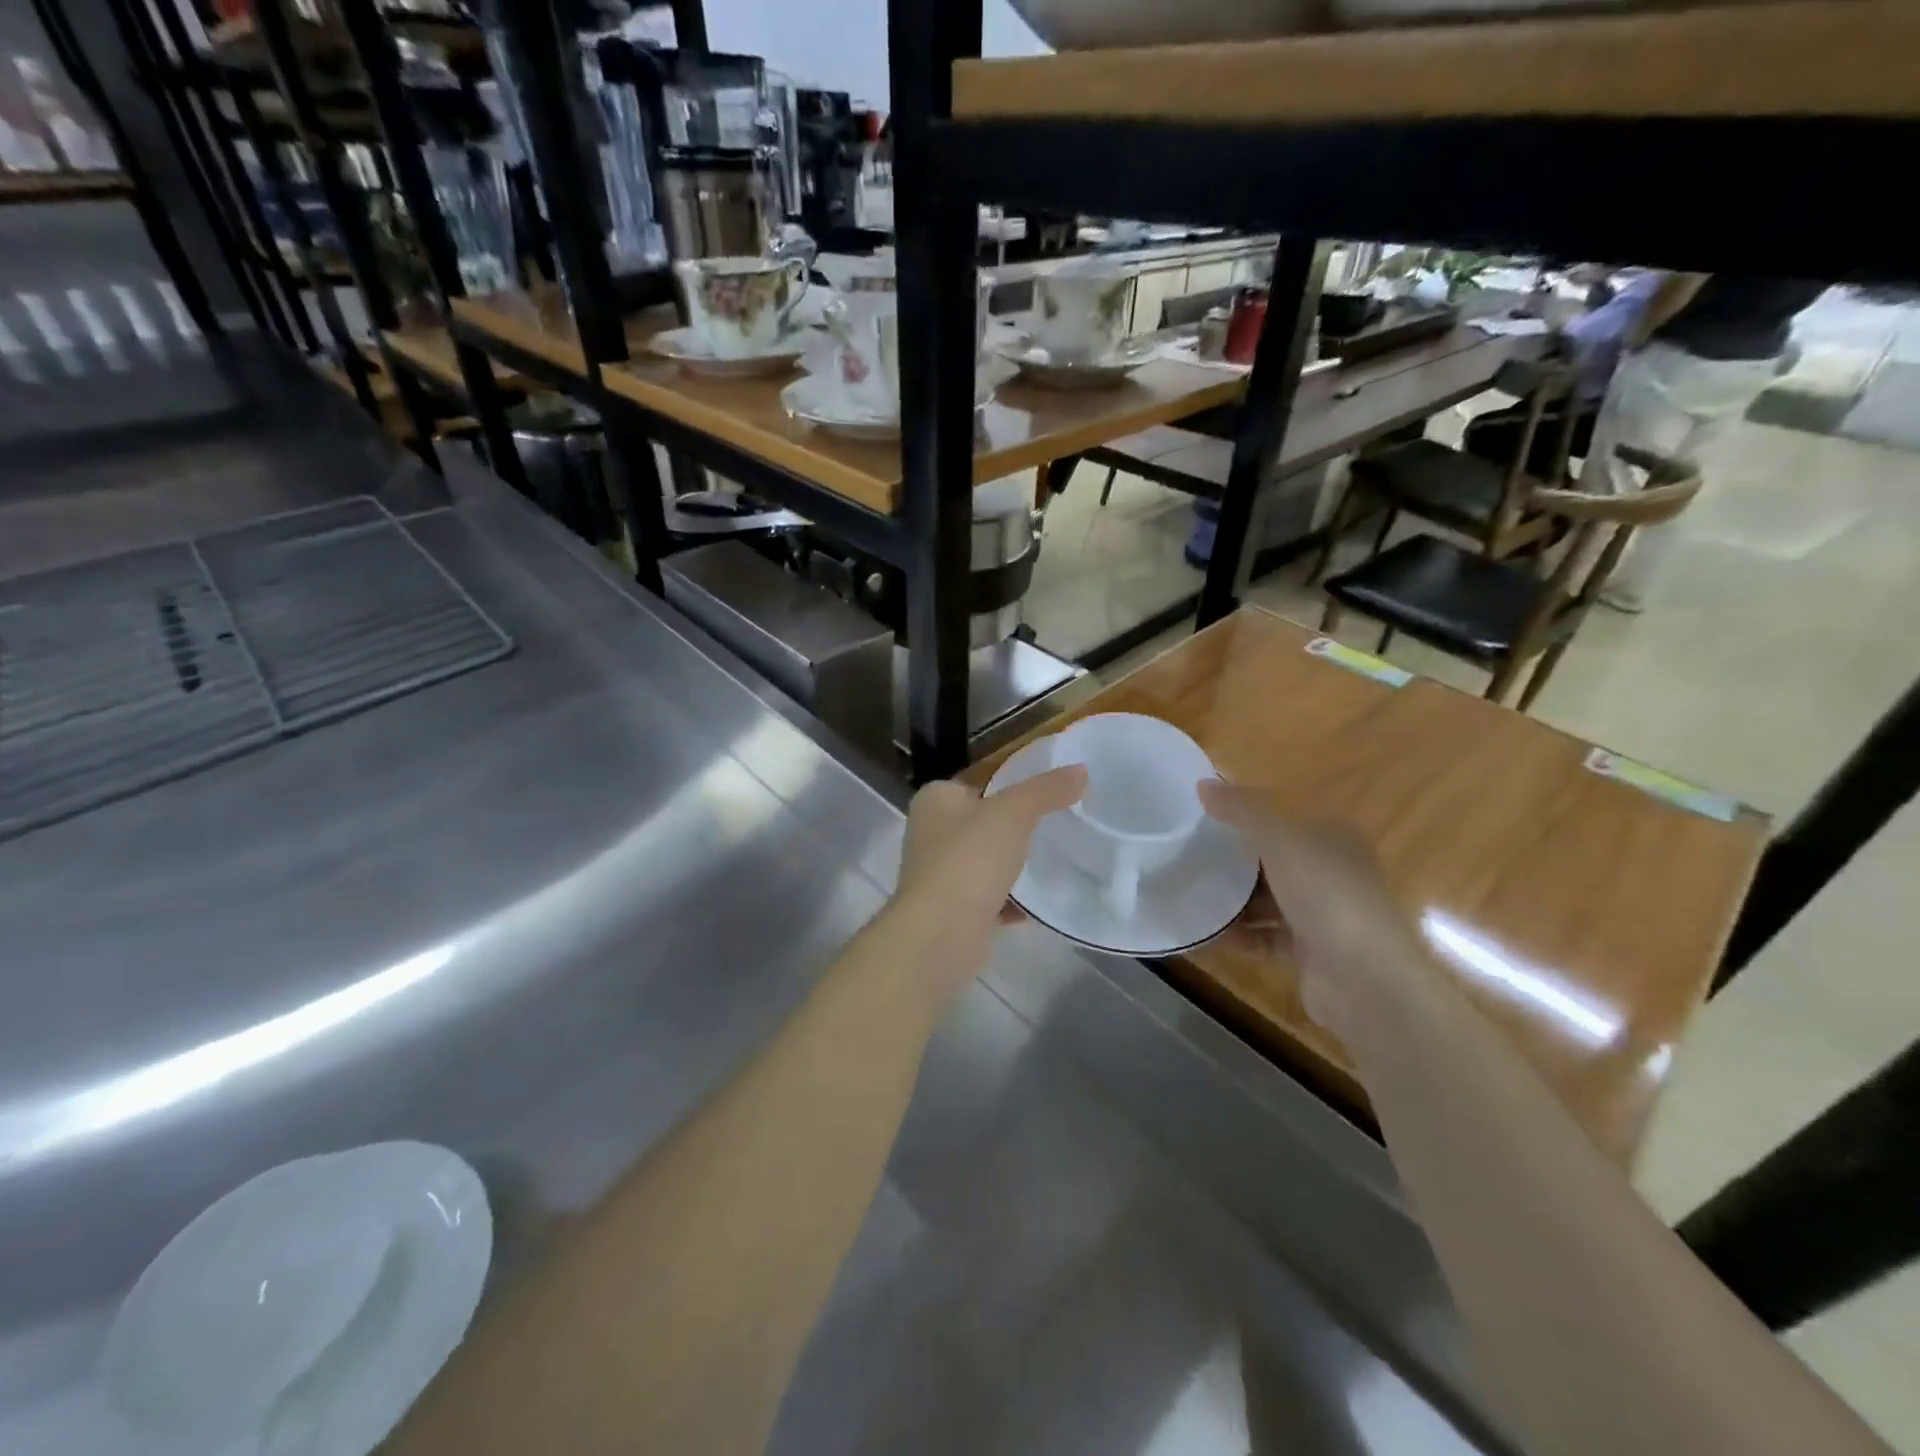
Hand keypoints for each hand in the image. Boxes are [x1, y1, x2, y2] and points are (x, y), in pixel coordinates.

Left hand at [891, 766, 1086, 989]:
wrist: (941, 934)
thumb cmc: (969, 859)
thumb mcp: (1014, 813)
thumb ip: (1046, 790)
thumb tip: (1081, 770)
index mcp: (934, 800)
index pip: (976, 781)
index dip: (1008, 784)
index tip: (1045, 792)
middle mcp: (929, 833)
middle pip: (981, 822)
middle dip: (1012, 827)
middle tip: (1055, 825)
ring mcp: (938, 874)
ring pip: (984, 861)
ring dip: (1012, 865)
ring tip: (1053, 860)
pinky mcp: (951, 910)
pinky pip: (988, 898)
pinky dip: (1010, 901)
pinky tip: (1039, 904)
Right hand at [1198, 780, 1426, 1033]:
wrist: (1364, 977)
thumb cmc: (1326, 894)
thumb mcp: (1279, 839)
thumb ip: (1241, 810)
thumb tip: (1202, 784)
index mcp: (1335, 839)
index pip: (1287, 822)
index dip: (1250, 819)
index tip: (1207, 822)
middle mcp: (1334, 874)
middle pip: (1276, 862)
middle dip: (1237, 862)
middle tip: (1191, 858)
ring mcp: (1325, 916)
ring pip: (1270, 901)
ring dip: (1236, 901)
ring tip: (1192, 893)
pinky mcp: (1312, 953)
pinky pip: (1266, 937)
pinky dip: (1241, 935)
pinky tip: (1208, 932)